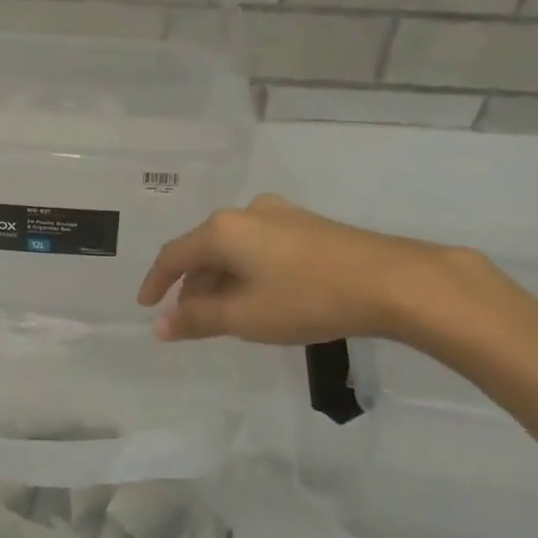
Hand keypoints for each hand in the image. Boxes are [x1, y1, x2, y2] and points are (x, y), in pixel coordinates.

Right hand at [136, 194, 471, 344]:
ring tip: (225, 314)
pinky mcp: (307, 225)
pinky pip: (259, 247)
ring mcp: (281, 215)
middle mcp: (247, 212)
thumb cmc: (306, 298)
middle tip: (190, 319)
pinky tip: (260, 296)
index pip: (174, 255)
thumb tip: (160, 325)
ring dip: (221, 280)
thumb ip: (196, 319)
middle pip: (204, 250)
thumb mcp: (244, 317)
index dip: (156, 282)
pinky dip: (247, 272)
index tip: (146, 306)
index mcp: (223, 230)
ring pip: (234, 249)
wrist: (391, 281)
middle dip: (192, 286)